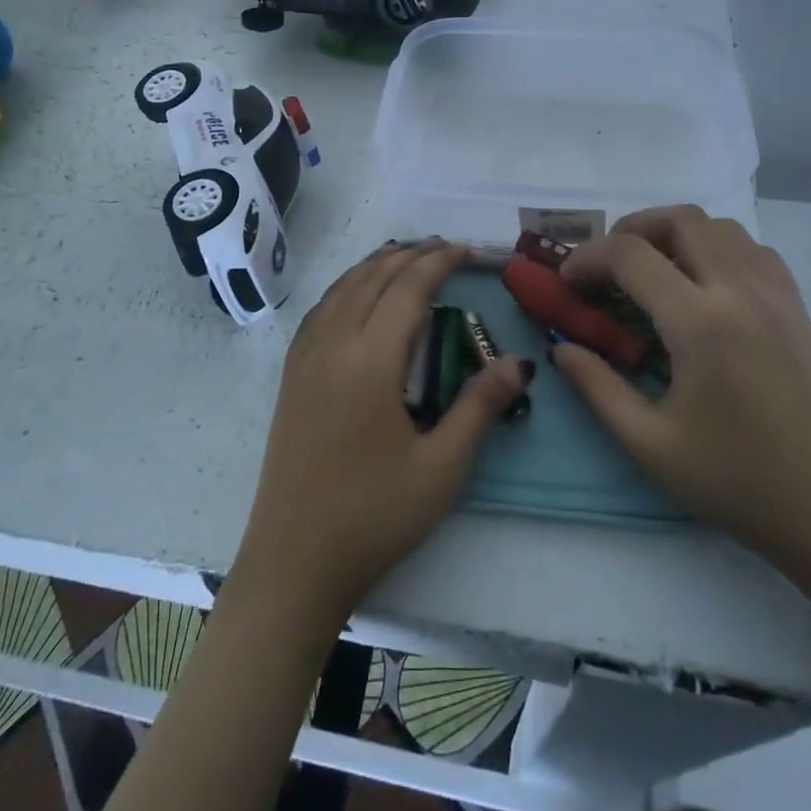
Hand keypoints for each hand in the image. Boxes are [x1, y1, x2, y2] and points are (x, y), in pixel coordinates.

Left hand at [231, 239, 533, 622]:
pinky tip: (356, 294)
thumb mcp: (441, 468)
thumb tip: (520, 363)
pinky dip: (347, 286)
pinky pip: (321, 308)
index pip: (408, 288)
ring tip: (406, 257)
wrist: (293, 561)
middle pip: (373, 278)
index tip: (468, 251)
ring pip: (342, 288)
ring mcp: (304, 357)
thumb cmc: (374, 516)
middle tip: (445, 248)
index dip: (439, 262)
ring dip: (376, 265)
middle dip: (410, 255)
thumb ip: (480, 407)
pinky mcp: (290, 374)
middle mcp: (332, 343)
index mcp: (369, 359)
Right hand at [552, 207, 810, 575]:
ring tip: (650, 269)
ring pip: (718, 225)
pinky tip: (701, 284)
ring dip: (674, 233)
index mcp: (699, 324)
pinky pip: (751, 248)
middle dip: (630, 229)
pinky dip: (715, 246)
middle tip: (606, 265)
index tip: (567, 283)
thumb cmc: (737, 482)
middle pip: (678, 219)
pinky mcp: (796, 306)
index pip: (630, 255)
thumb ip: (597, 387)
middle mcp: (739, 291)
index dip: (587, 258)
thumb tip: (561, 349)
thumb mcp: (649, 444)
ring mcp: (775, 293)